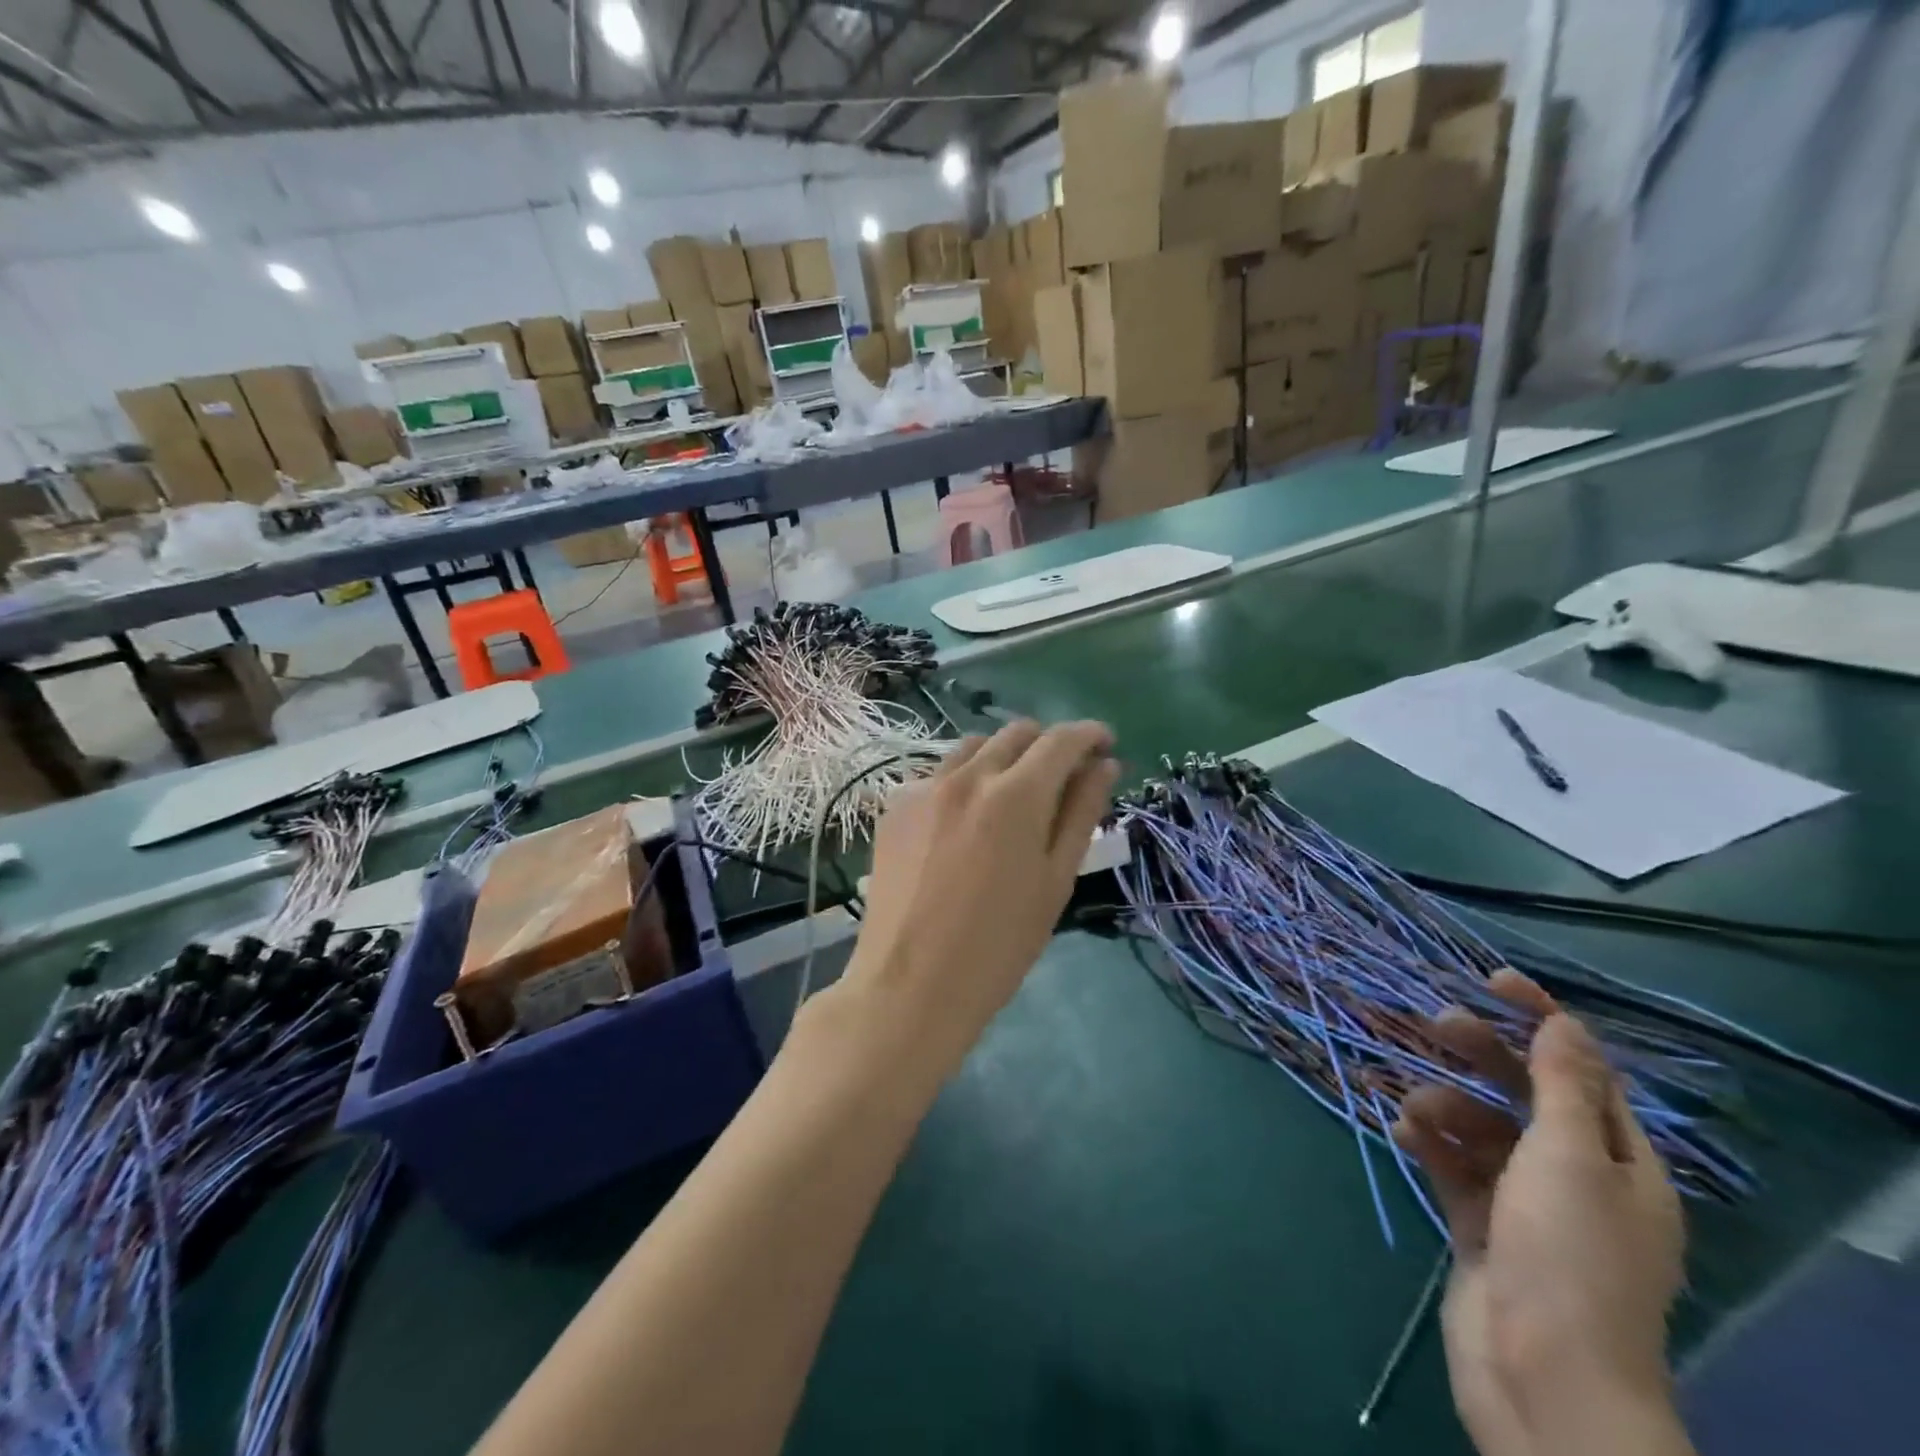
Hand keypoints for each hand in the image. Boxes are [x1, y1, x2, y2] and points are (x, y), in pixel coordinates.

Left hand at [841, 720, 1117, 1071]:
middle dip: (1048, 745)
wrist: (911, 985)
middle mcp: (967, 776)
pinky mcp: (894, 806)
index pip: (1061, 740)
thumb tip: (1104, 766)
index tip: (1105, 745)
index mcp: (1016, 795)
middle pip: (1017, 733)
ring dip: (1003, 758)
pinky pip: (938, 774)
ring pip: (974, 748)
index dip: (1090, 734)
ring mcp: (923, 787)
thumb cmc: (999, 944)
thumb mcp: (1055, 881)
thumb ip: (1081, 814)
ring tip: (1011, 797)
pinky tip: (963, 823)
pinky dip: (963, 782)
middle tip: (1062, 777)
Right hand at [1392, 971, 1688, 1455]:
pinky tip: (1402, 1131)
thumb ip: (1563, 1085)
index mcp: (1621, 1162)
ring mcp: (1524, 1201)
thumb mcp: (1572, 1158)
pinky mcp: (1480, 1223)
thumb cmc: (1569, 1255)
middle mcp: (1576, 1175)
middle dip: (1481, 1055)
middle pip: (1524, 1093)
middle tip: (1434, 1021)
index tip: (1492, 981)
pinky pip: (1452, 1164)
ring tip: (1416, 1110)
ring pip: (1480, 1126)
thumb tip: (1566, 1022)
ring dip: (1445, 1105)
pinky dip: (1428, 1142)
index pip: (1582, 1070)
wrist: (1541, 1374)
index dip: (1542, 1020)